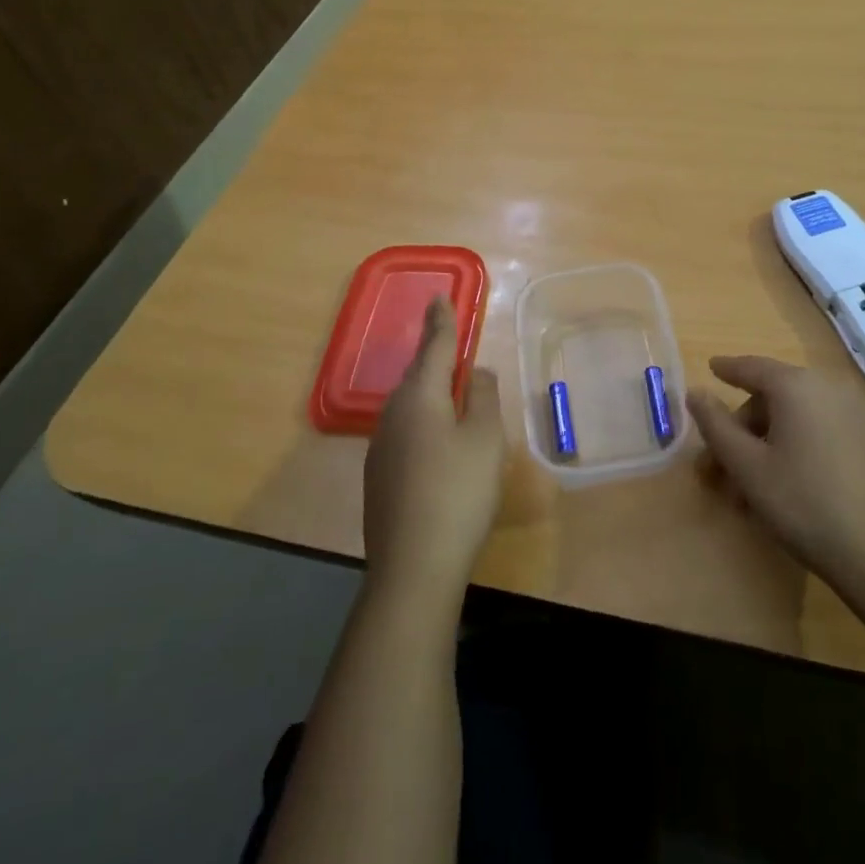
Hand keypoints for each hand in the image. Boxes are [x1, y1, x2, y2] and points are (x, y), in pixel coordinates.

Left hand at [363, 298, 503, 598]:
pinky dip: (425, 423)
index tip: (439, 297)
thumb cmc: (458, 492)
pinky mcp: (380, 476)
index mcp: (419, 397)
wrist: (413, 567)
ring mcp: (381, 447)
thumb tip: (474, 370)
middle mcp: (392, 414)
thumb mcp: (485, 438)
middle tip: (452, 343)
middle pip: (418, 376)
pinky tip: (439, 444)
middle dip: (435, 358)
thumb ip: (482, 396)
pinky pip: (405, 431)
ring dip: (431, 393)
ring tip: (452, 392)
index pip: (433, 347)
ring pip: (410, 405)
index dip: (441, 321)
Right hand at [685, 356, 864, 595]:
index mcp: (797, 386)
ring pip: (807, 415)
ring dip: (779, 438)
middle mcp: (832, 387)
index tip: (713, 369)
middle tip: (730, 464)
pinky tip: (806, 481)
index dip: (728, 369)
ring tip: (763, 483)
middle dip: (749, 425)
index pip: (753, 367)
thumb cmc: (805, 505)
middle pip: (779, 395)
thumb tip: (696, 392)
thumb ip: (716, 425)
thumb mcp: (748, 468)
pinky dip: (811, 444)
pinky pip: (834, 430)